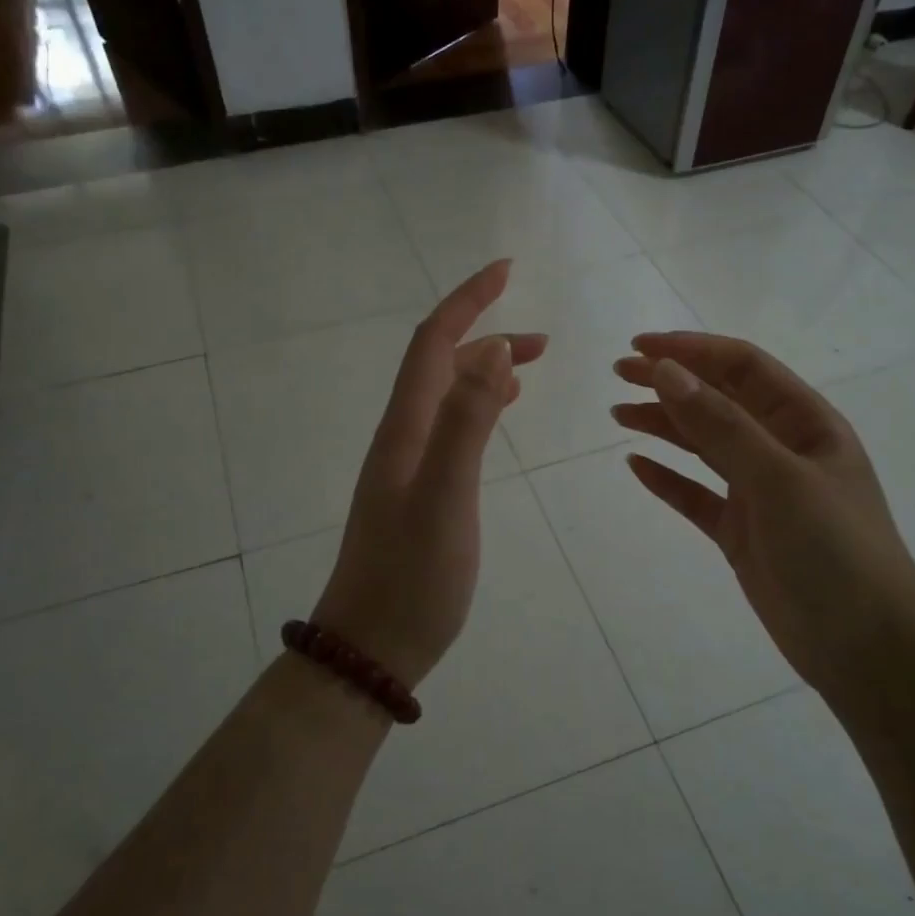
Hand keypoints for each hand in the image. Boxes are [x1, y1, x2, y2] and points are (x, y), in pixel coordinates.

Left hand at [310, 261, 546, 688]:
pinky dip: (478, 407)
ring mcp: (409, 465)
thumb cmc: (411, 578)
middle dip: (486, 335)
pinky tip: (498, 414)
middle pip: (440, 364)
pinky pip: (451, 429)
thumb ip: (466, 423)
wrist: (371, 646)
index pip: (433, 343)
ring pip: (447, 397)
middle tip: (543, 340)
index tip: (506, 269)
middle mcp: (403, 436)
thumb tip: (491, 350)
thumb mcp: (444, 499)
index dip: (467, 301)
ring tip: (530, 366)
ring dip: (485, 371)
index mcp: (406, 428)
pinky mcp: (420, 492)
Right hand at [612, 333, 914, 695]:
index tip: (640, 348)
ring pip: (703, 445)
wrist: (865, 648)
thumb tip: (667, 371)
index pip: (743, 367)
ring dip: (663, 425)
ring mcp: (760, 492)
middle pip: (719, 401)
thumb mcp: (778, 479)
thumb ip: (721, 425)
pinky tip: (636, 467)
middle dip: (671, 382)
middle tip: (618, 375)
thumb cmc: (834, 551)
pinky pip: (696, 494)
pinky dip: (667, 478)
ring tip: (618, 414)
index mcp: (806, 423)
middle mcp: (782, 449)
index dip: (692, 350)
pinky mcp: (741, 531)